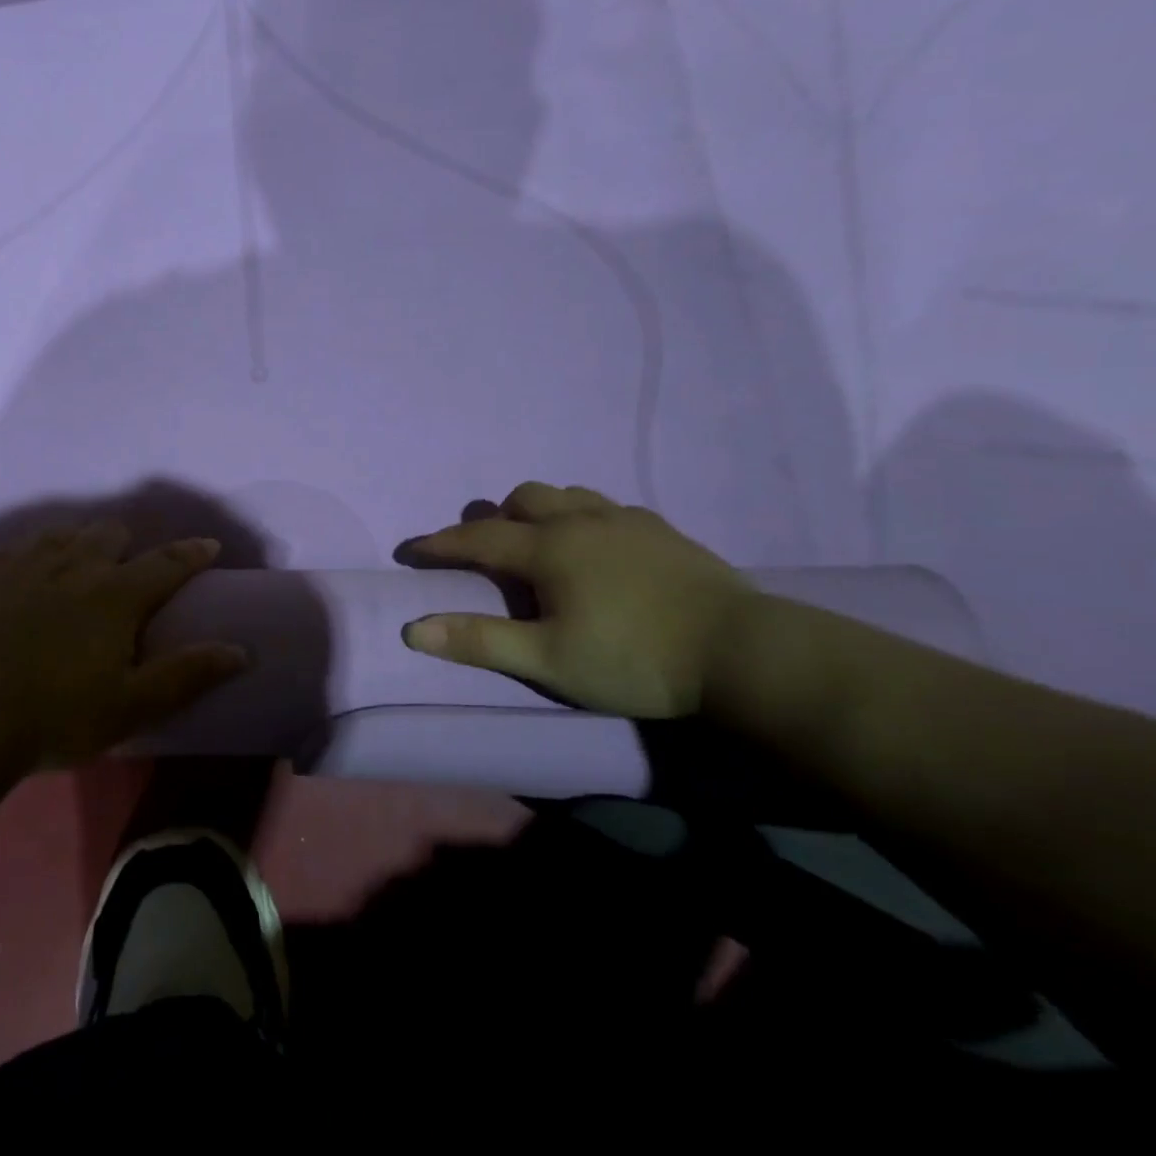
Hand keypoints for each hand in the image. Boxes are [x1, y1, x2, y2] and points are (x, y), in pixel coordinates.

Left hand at [0, 521, 248, 767]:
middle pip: (112, 532)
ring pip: (68, 531)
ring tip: (83, 569)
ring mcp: (30, 564)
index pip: (167, 562)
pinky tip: (35, 572)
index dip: (193, 552)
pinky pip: (23, 544)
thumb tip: (239, 650)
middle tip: (130, 575)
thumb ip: (187, 674)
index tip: (209, 545)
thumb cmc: (59, 716)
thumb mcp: (132, 706)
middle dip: (130, 546)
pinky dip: (38, 551)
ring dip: (85, 543)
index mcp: (116, 594)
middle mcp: (77, 564)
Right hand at [400, 482, 752, 717]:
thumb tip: (412, 629)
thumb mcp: (548, 661)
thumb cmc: (634, 659)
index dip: (439, 544)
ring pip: (567, 493)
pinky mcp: (662, 530)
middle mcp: (580, 521)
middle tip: (489, 552)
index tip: (412, 550)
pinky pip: (607, 506)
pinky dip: (583, 517)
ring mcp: (626, 520)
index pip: (477, 538)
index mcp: (548, 549)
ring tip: (542, 544)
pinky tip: (599, 547)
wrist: (742, 652)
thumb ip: (479, 641)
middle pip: (523, 498)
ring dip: (540, 510)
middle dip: (495, 518)